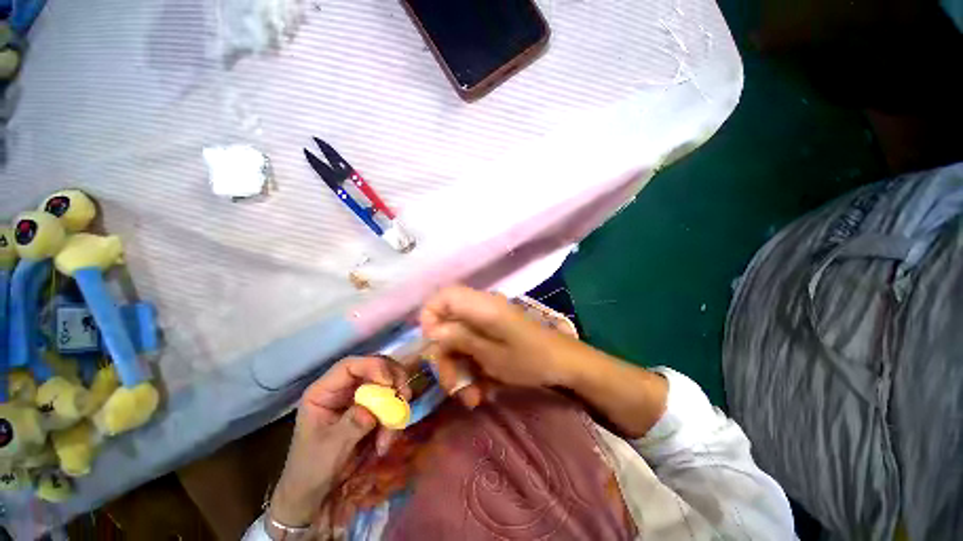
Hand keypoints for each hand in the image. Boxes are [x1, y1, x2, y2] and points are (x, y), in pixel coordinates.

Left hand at [269, 356, 410, 527]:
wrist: (315, 495)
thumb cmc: (312, 470)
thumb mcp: (329, 449)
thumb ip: (350, 426)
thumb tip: (372, 410)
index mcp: (324, 391)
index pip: (350, 366)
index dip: (373, 367)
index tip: (390, 383)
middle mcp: (343, 389)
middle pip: (375, 369)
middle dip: (393, 381)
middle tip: (404, 397)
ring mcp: (359, 399)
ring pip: (388, 386)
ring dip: (395, 408)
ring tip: (388, 437)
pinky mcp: (371, 410)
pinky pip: (391, 404)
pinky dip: (394, 421)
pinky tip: (384, 444)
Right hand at [419, 286, 589, 405]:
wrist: (564, 364)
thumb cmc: (530, 359)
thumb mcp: (491, 355)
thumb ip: (460, 339)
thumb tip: (432, 331)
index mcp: (481, 306)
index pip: (443, 296)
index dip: (430, 317)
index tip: (433, 346)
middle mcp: (482, 309)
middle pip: (448, 326)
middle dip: (447, 358)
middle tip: (454, 388)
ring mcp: (488, 322)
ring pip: (460, 341)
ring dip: (460, 370)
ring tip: (472, 398)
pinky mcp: (495, 333)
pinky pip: (474, 347)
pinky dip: (474, 368)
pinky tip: (482, 390)